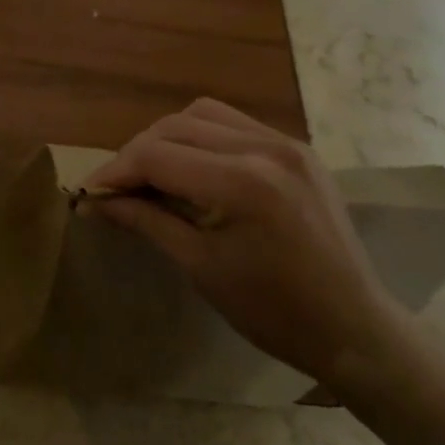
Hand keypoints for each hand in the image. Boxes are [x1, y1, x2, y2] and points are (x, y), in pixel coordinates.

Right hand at [85, 99, 406, 383]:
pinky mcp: (297, 148)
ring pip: (202, 114)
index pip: (157, 156)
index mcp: (242, 183)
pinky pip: (234, 123)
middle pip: (175, 127)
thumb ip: (146, 220)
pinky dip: (201, 136)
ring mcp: (286, 143)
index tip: (89, 192)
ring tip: (151, 172)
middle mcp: (265, 148)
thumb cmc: (273, 311)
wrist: (355, 329)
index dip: (116, 171)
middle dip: (137, 152)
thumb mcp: (200, 267)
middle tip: (116, 186)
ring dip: (167, 137)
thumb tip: (95, 201)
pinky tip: (193, 166)